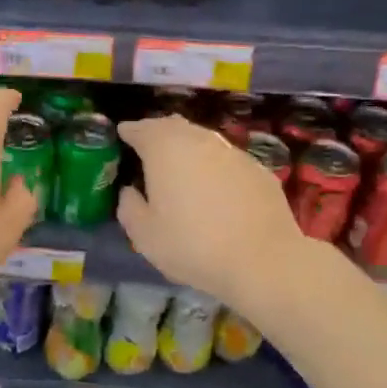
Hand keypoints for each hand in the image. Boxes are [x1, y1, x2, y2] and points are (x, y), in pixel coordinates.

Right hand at [115, 115, 307, 305]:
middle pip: (173, 126)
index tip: (122, 134)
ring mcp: (231, 152)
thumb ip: (129, 207)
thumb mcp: (145, 235)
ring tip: (179, 164)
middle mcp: (198, 140)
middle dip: (158, 131)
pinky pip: (226, 158)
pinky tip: (214, 185)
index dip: (129, 131)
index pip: (141, 128)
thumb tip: (130, 192)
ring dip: (187, 146)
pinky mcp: (257, 169)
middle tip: (148, 145)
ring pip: (202, 139)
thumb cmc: (193, 245)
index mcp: (164, 149)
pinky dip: (213, 164)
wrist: (263, 261)